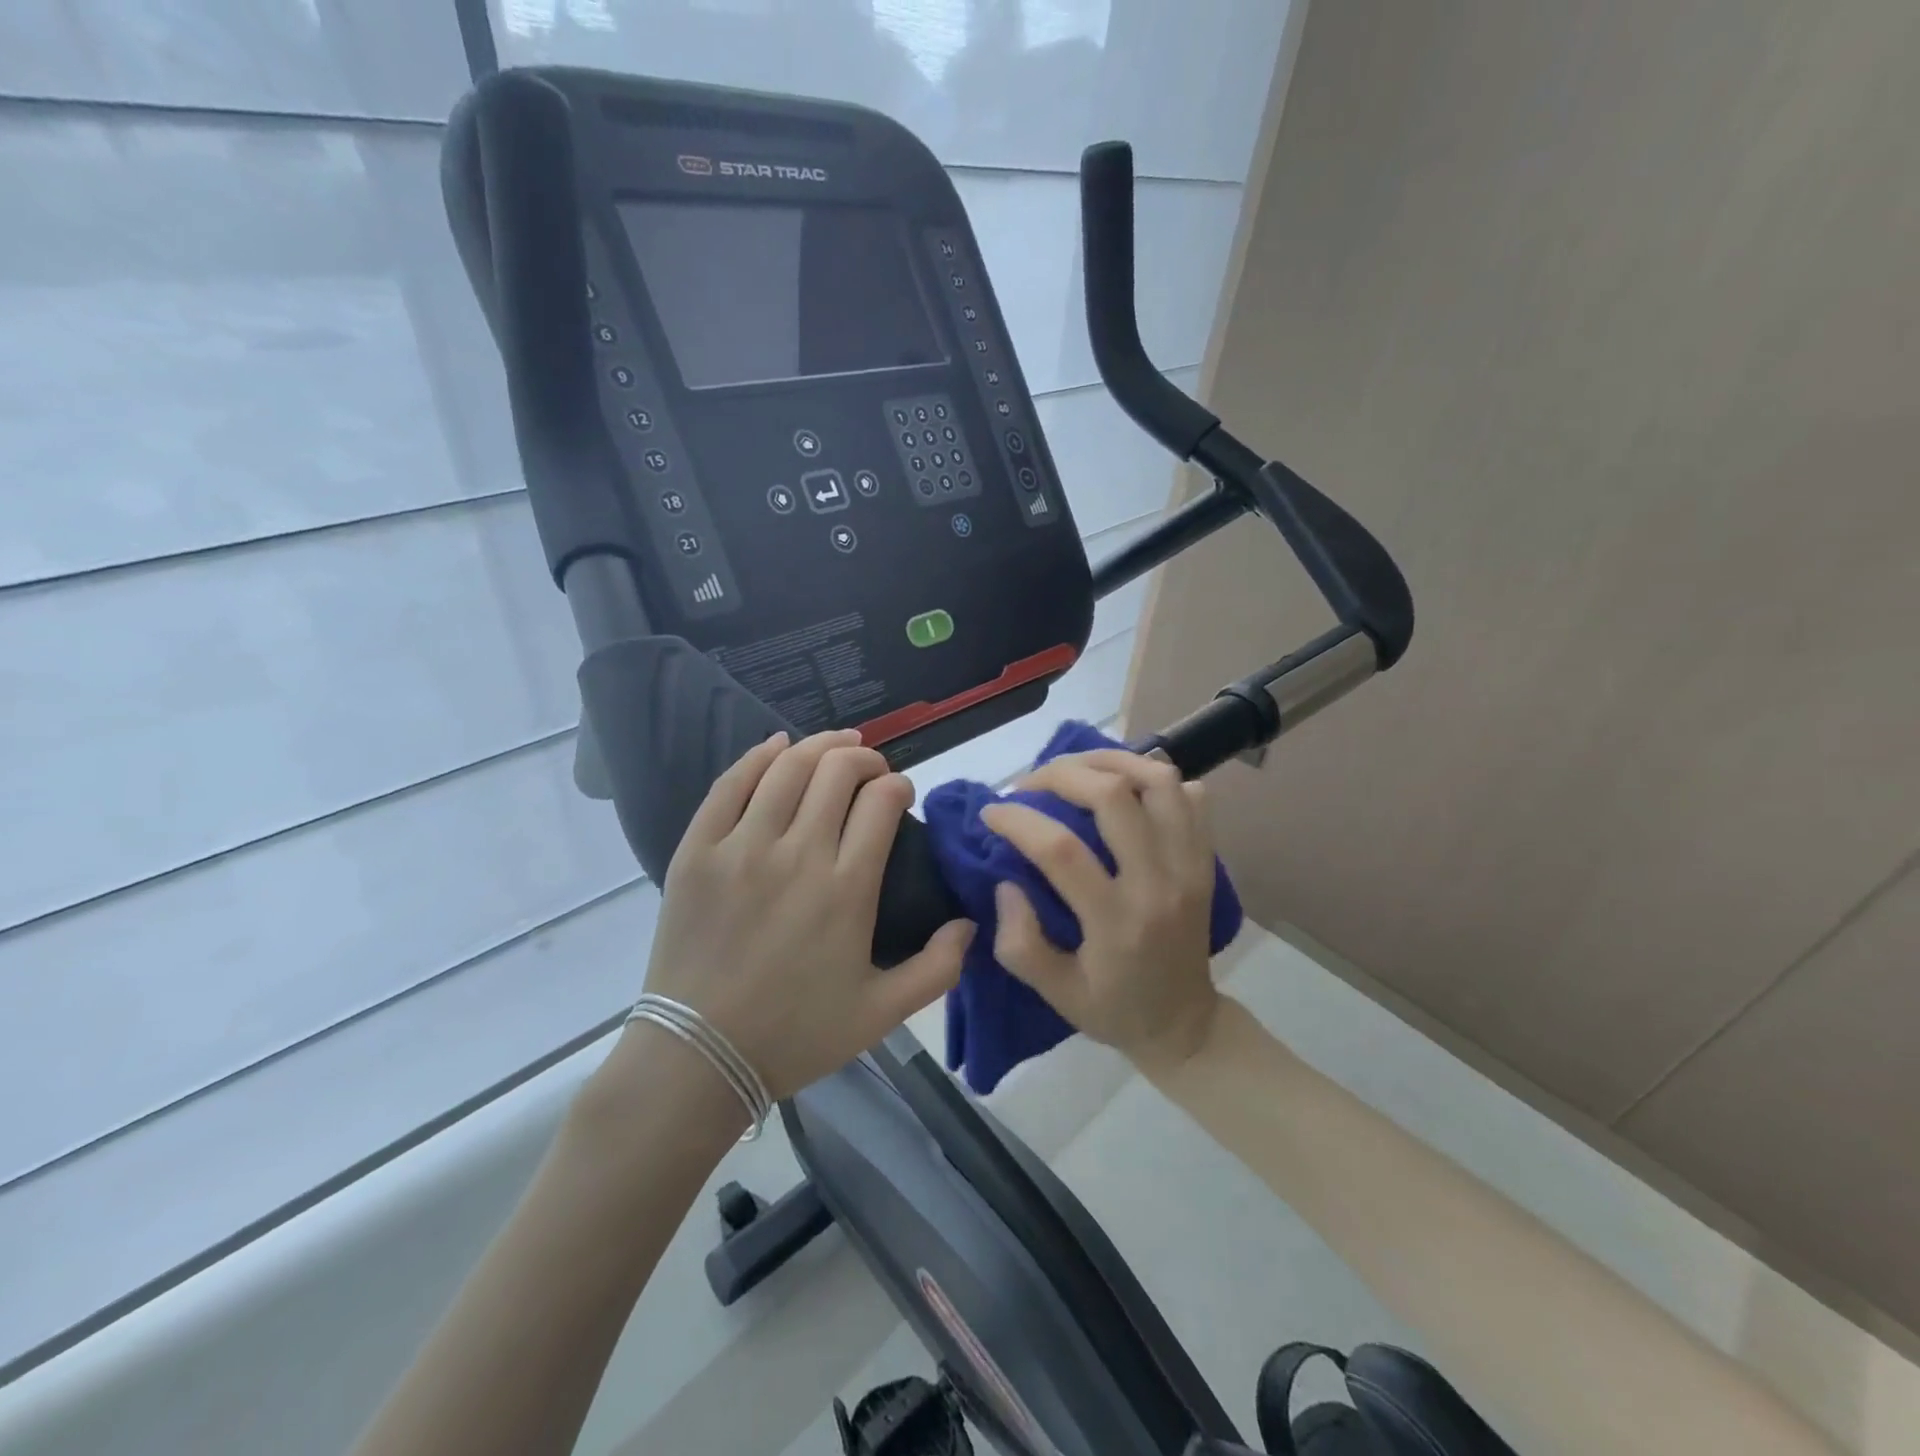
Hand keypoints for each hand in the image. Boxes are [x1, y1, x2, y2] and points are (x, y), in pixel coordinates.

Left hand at [639, 729, 973, 1100]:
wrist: (698, 1057)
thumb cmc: (795, 1035)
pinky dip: (758, 756)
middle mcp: (798, 854)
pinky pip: (730, 784)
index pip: (882, 802)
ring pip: (788, 767)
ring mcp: (742, 847)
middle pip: (838, 771)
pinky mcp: (698, 850)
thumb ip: (938, 969)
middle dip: (865, 758)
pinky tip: (777, 746)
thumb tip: (971, 922)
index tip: (899, 795)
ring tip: (837, 745)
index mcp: (847, 889)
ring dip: (820, 745)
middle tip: (872, 769)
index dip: (897, 785)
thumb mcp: (881, 1014)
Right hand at [980, 749, 1220, 1072]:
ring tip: (1076, 768)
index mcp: (1117, 922)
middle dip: (1060, 774)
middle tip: (1031, 784)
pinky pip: (1192, 796)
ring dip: (1112, 760)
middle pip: (1114, 795)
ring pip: (1160, 781)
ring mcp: (1190, 866)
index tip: (991, 812)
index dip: (1018, 819)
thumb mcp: (1055, 994)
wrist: (1186, 1025)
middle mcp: (1159, 884)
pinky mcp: (1206, 860)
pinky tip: (1126, 787)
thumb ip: (1020, 943)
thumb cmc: (1113, 1009)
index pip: (1061, 849)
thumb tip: (1007, 882)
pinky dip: (1156, 778)